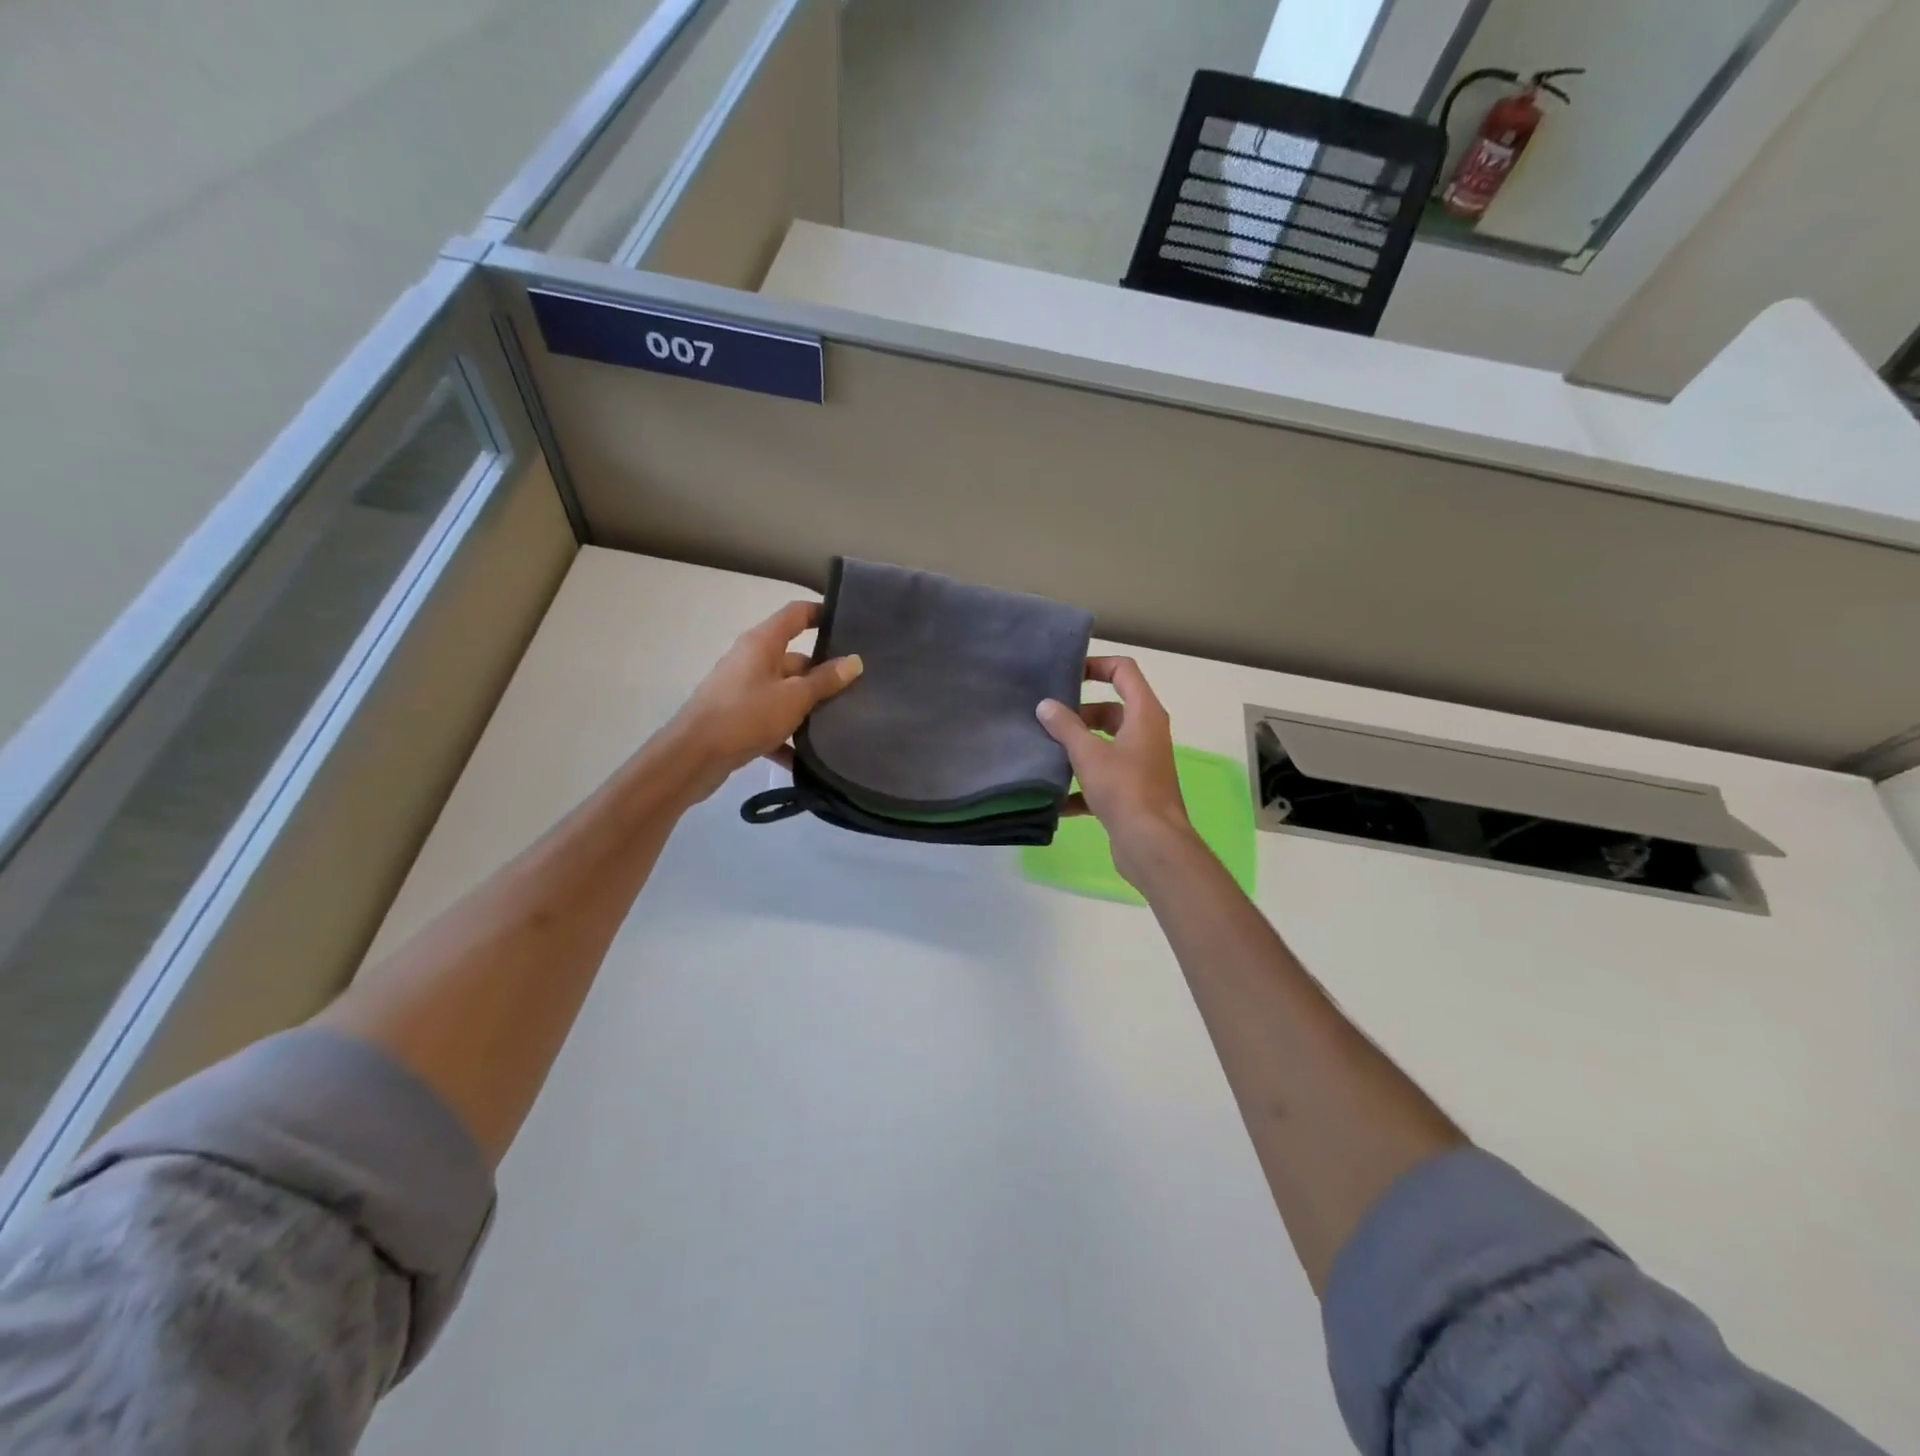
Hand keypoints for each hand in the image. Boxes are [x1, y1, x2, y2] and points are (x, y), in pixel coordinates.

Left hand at [664, 600, 862, 802]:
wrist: (693, 757)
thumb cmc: (745, 716)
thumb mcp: (793, 697)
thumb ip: (825, 680)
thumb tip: (855, 661)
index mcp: (762, 643)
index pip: (796, 614)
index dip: (822, 614)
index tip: (852, 625)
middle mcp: (751, 660)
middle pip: (795, 658)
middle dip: (824, 673)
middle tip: (860, 687)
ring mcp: (743, 690)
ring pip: (786, 692)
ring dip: (809, 707)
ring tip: (843, 722)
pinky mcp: (738, 718)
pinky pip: (771, 721)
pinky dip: (788, 736)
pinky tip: (809, 758)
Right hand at [1036, 657, 1196, 887]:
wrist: (1152, 845)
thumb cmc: (1125, 789)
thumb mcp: (1088, 754)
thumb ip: (1065, 727)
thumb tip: (1045, 705)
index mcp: (1144, 715)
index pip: (1124, 671)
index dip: (1097, 665)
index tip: (1067, 675)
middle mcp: (1147, 734)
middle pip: (1112, 710)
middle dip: (1080, 714)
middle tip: (1048, 720)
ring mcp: (1142, 764)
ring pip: (1106, 744)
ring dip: (1079, 748)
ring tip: (1046, 752)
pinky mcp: (1134, 792)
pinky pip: (1104, 778)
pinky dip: (1083, 785)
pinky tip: (1056, 798)